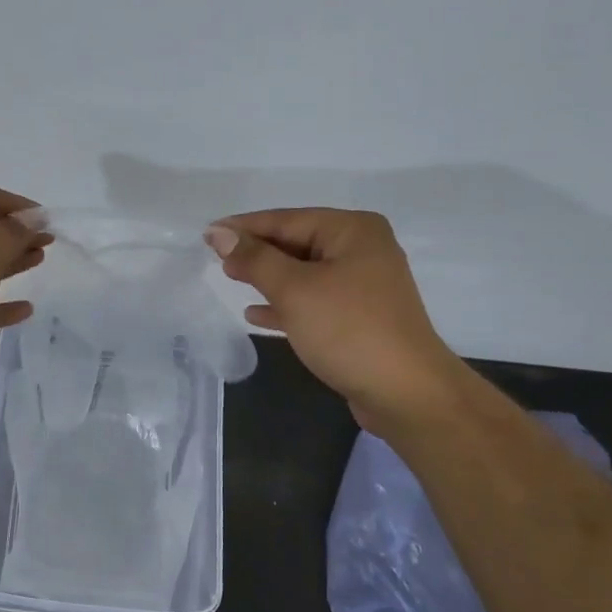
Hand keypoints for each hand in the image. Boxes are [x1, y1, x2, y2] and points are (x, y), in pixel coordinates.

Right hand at [205, 208, 460, 429]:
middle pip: (296, 243)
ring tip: (230, 279)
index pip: (287, 219)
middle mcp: (362, 249)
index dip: (244, 227)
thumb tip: (220, 234)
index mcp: (353, 230)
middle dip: (256, 252)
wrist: (405, 393)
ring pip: (303, 273)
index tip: (206, 234)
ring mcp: (363, 285)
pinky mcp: (359, 317)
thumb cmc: (348, 331)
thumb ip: (255, 260)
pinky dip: (285, 305)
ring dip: (267, 278)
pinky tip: (255, 314)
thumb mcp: (295, 291)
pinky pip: (313, 301)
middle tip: (214, 258)